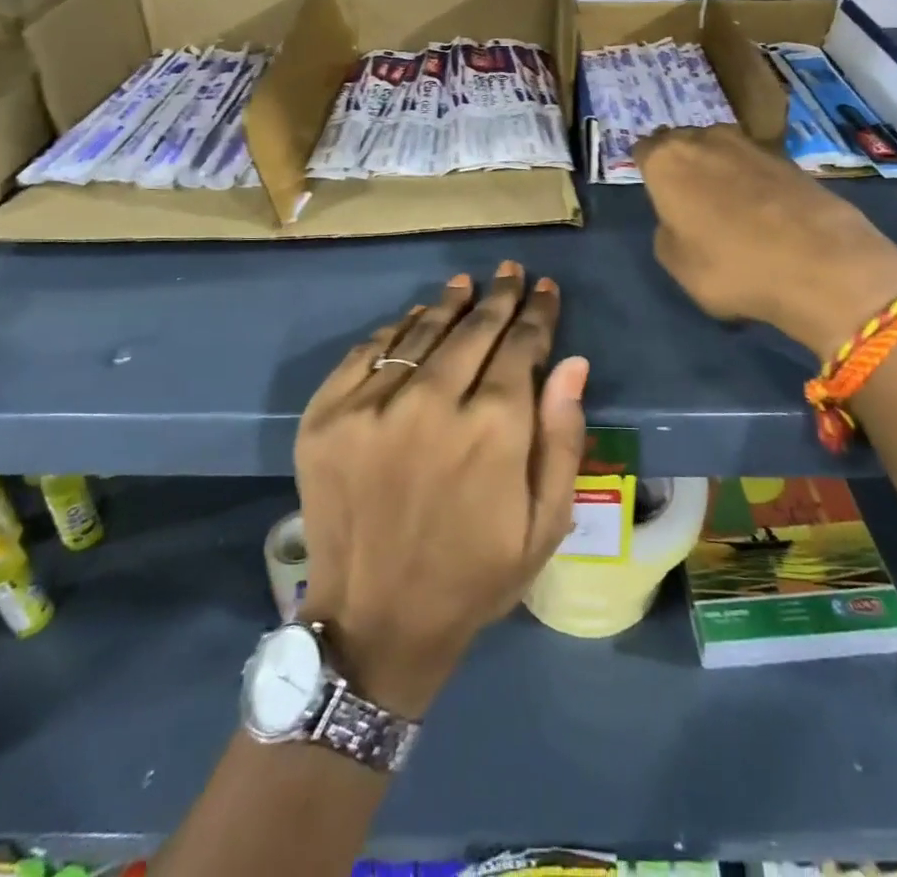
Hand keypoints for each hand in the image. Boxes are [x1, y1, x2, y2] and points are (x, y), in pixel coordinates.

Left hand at [293, 262, 588, 719]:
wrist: (374, 623)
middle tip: (510, 272)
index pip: (520, 348)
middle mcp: (431, 405)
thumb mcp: (544, 525)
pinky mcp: (325, 417)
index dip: (537, 314)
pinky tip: (413, 319)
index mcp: (491, 432)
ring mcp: (370, 408)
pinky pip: (366, 352)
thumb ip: (561, 439)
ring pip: (419, 332)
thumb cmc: (474, 576)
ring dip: (448, 304)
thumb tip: (572, 364)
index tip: (546, 289)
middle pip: (472, 330)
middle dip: (498, 297)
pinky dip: (394, 330)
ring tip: (466, 284)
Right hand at [634, 125, 896, 358]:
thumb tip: (680, 219)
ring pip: (720, 150)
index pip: (644, 151)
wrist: (820, 263)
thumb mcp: (676, 264)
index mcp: (667, 160)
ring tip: (726, 203)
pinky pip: (755, 164)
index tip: (655, 193)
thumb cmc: (730, 265)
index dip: (648, 171)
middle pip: (683, 143)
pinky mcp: (789, 158)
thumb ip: (668, 231)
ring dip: (718, 169)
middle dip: (683, 164)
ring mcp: (751, 144)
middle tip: (688, 198)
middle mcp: (705, 139)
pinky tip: (761, 210)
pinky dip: (752, 180)